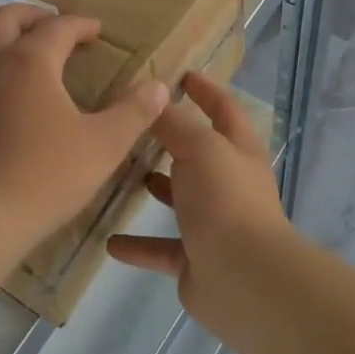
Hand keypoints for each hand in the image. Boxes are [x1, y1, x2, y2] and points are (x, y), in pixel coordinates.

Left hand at [0, 5, 169, 263]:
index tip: (95, 31)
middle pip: (4, 18)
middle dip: (30, 15)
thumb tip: (160, 85)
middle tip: (48, 25)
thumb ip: (134, 112)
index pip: (59, 28)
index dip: (80, 24)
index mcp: (31, 62)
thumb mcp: (104, 146)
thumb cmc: (44, 178)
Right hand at [107, 72, 294, 332]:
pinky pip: (162, 248)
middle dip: (173, 139)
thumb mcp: (199, 148)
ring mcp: (214, 224)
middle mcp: (230, 184)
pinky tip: (109, 240)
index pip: (224, 109)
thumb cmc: (225, 199)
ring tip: (120, 172)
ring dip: (158, 188)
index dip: (206, 90)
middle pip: (200, 154)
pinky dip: (139, 245)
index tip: (182, 75)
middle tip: (134, 123)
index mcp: (238, 151)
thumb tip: (153, 96)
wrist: (244, 279)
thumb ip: (174, 123)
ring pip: (181, 200)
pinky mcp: (196, 260)